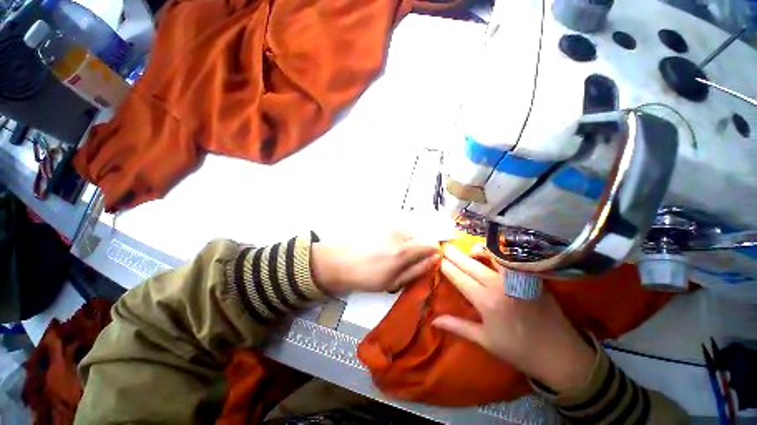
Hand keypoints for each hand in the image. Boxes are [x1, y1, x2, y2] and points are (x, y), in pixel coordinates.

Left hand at [311, 231, 439, 294]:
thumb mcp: (394, 282)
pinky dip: (403, 235)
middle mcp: (400, 233)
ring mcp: (391, 225)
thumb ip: (418, 269)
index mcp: (403, 250)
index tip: (430, 258)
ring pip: (412, 229)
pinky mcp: (383, 223)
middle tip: (413, 257)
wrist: (340, 261)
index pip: (432, 242)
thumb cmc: (366, 277)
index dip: (435, 250)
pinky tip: (390, 245)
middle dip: (423, 244)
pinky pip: (401, 227)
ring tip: (399, 253)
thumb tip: (435, 259)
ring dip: (413, 239)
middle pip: (424, 233)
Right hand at [432, 245, 595, 392]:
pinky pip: (508, 260)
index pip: (459, 278)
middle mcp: (498, 285)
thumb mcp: (485, 341)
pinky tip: (490, 251)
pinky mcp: (529, 276)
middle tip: (444, 246)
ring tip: (465, 247)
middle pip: (470, 264)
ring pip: (490, 256)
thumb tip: (434, 321)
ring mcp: (515, 279)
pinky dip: (496, 253)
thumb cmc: (518, 350)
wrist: (560, 354)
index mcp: (486, 302)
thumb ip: (458, 327)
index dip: (447, 267)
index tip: (438, 259)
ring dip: (475, 250)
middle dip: (455, 254)